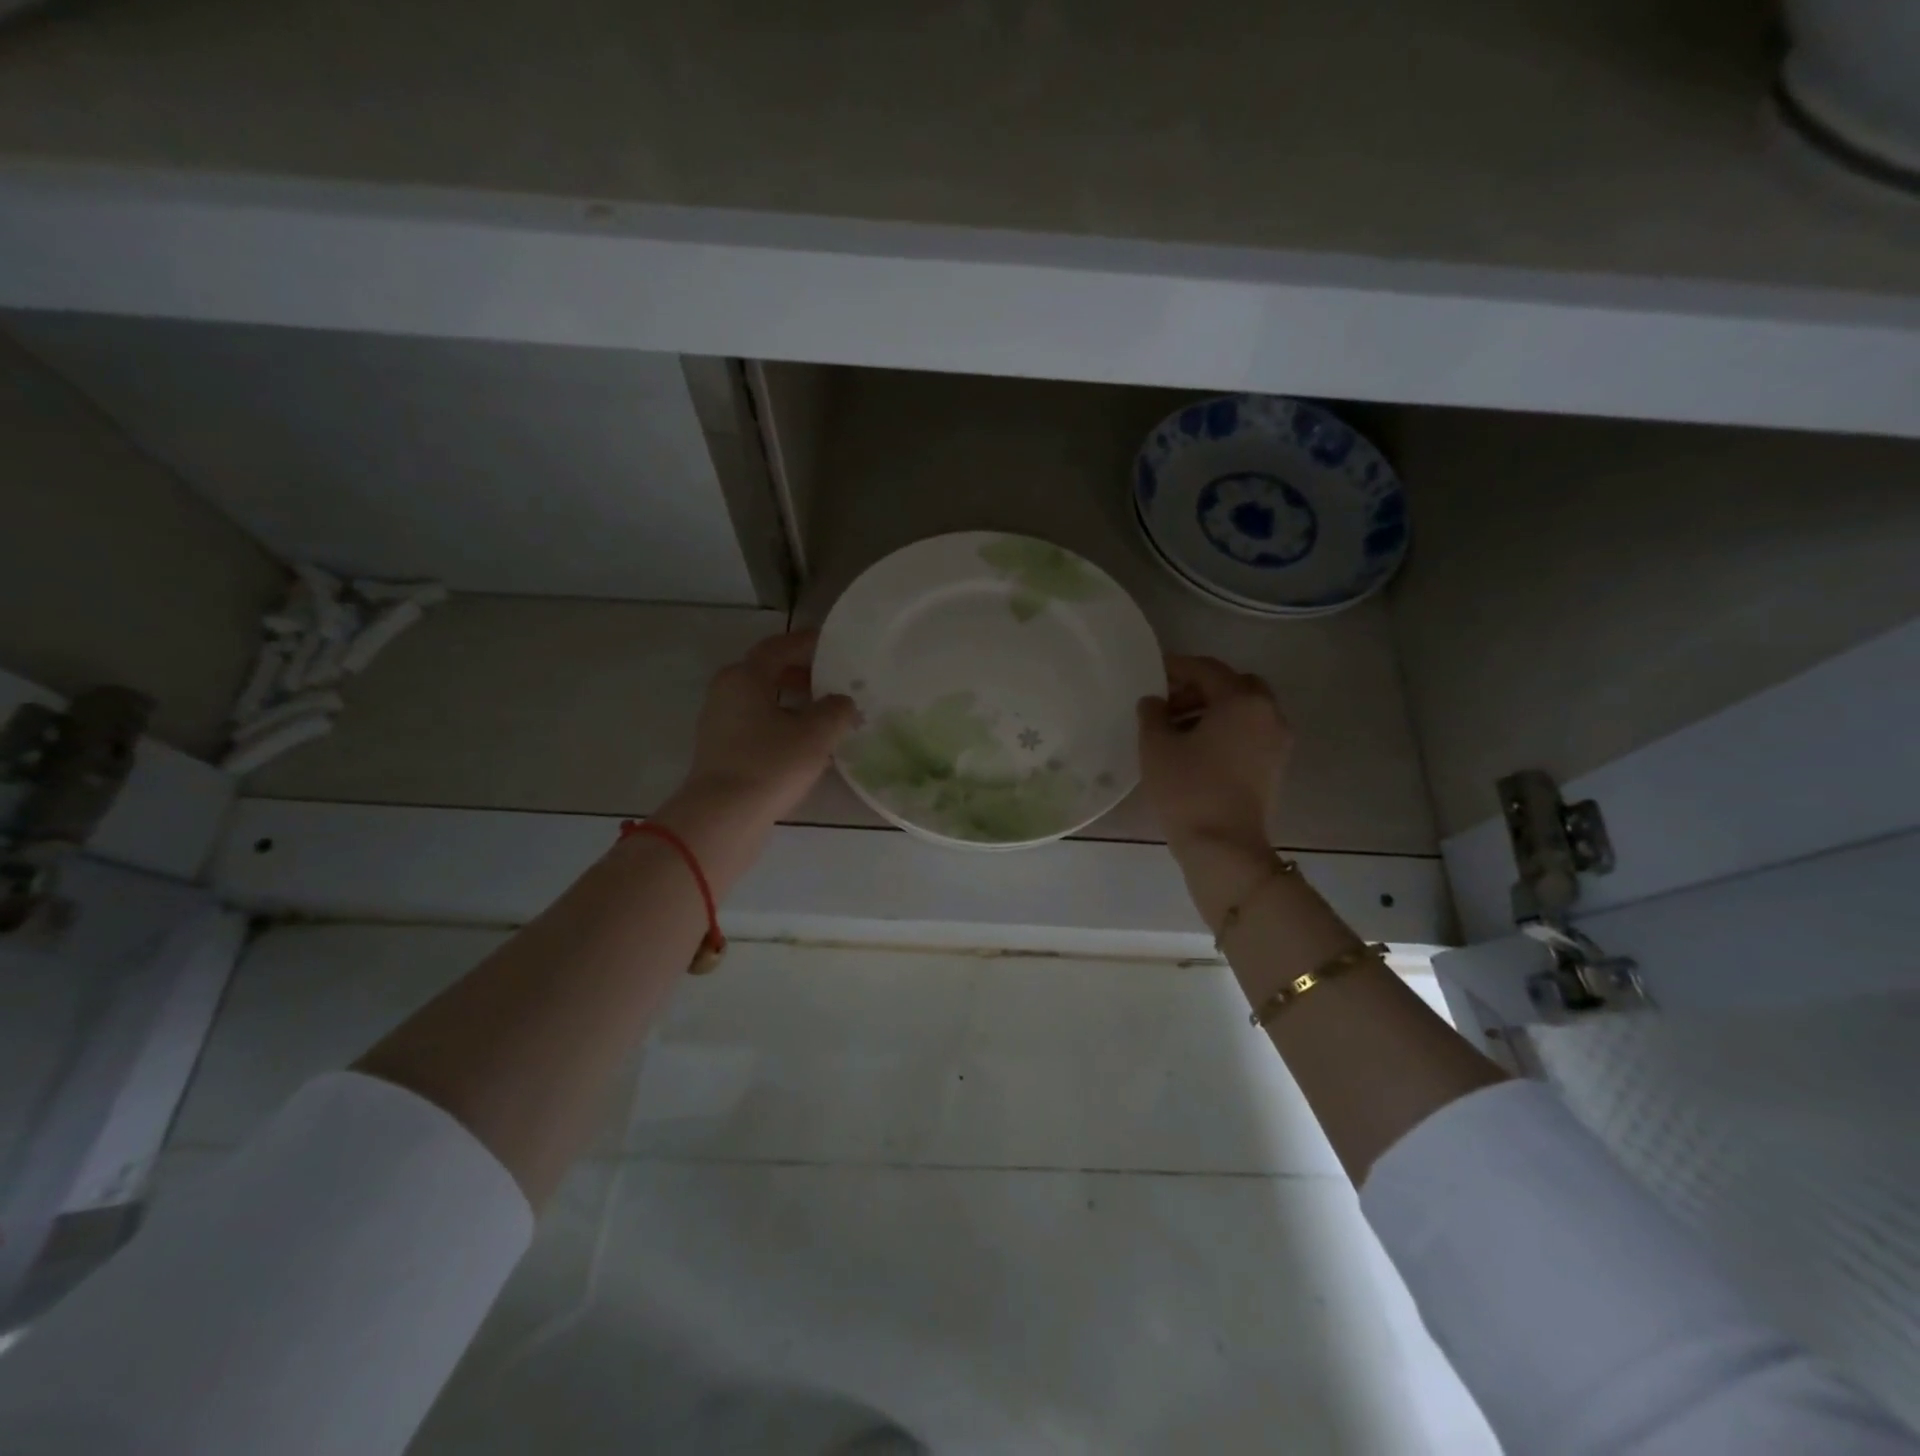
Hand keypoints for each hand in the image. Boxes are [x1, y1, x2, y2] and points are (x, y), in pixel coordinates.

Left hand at [651, 631, 857, 887]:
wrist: (723, 818)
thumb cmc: (770, 765)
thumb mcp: (817, 734)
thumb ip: (837, 710)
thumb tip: (843, 703)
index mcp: (744, 677)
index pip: (778, 647)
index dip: (806, 644)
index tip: (831, 645)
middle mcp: (726, 693)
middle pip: (767, 673)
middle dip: (801, 675)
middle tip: (832, 682)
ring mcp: (720, 724)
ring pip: (762, 702)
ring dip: (793, 703)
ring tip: (825, 716)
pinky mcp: (721, 752)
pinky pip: (756, 726)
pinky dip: (781, 725)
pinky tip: (805, 745)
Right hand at [1138, 655, 1292, 856]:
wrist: (1224, 847)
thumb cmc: (1188, 789)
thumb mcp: (1156, 747)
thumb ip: (1152, 714)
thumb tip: (1154, 701)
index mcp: (1242, 700)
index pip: (1206, 669)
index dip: (1177, 667)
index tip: (1153, 672)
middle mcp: (1268, 713)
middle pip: (1234, 685)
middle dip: (1201, 687)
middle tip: (1169, 702)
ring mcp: (1277, 741)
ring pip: (1245, 710)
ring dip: (1214, 709)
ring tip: (1177, 728)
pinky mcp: (1275, 766)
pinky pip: (1250, 732)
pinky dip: (1227, 729)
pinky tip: (1198, 748)